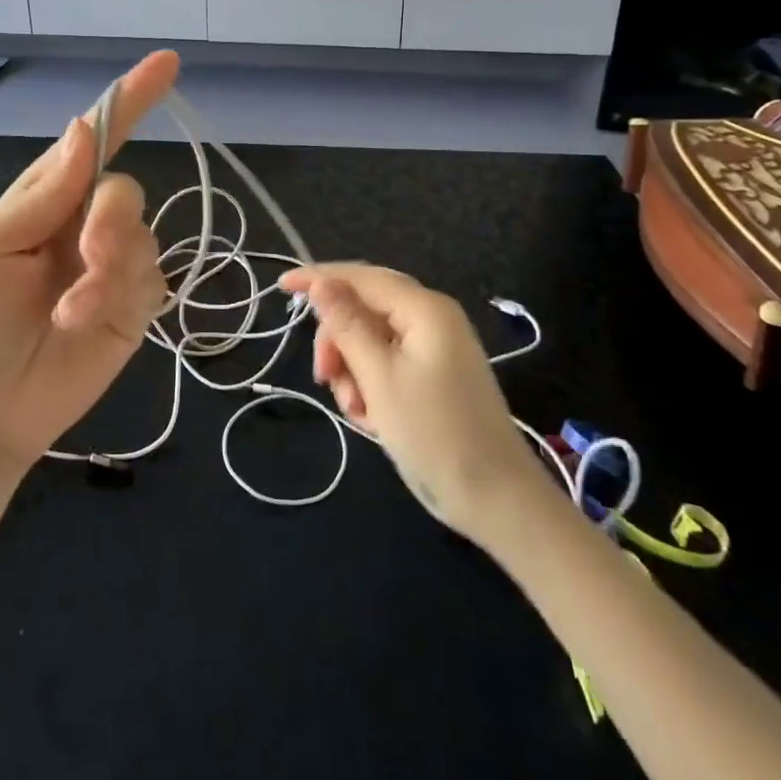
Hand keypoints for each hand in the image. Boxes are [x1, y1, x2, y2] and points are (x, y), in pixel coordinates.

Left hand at [0, 51, 179, 476]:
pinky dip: (118, 295)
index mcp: (46, 198)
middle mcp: (83, 224)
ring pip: (142, 235)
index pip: (94, 140)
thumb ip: (44, 192)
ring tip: (70, 311)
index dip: (129, 101)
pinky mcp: (133, 307)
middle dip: (112, 217)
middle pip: (124, 189)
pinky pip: (150, 278)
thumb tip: (84, 128)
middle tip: (89, 253)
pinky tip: (83, 322)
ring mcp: (112, 267)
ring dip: (109, 269)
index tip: (165, 64)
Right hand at [281, 263, 540, 534]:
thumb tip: (321, 282)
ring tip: (355, 410)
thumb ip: (347, 324)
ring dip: (353, 370)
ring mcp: (436, 348)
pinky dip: (371, 385)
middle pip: (365, 308)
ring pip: (372, 340)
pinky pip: (388, 364)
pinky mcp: (436, 376)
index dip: (318, 278)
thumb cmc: (435, 433)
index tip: (281, 285)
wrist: (499, 502)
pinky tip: (371, 419)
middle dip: (338, 340)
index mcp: (424, 309)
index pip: (361, 277)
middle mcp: (432, 319)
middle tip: (323, 377)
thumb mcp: (379, 376)